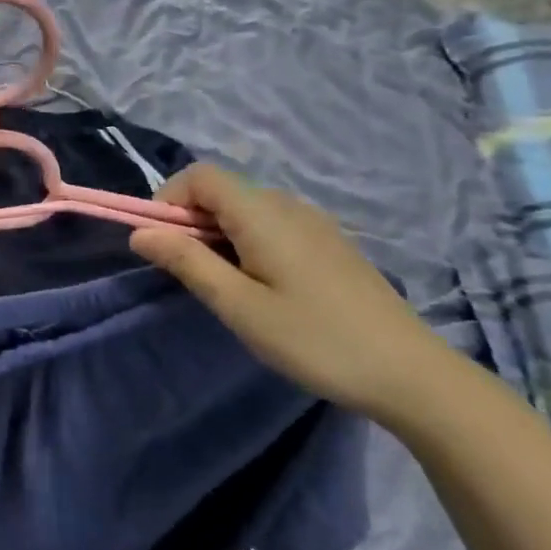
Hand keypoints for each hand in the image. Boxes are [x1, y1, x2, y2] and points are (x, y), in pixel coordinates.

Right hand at [130, 164, 456, 421]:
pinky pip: (272, 224)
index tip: (162, 243)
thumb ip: (187, 262)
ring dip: (218, 233)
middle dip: (190, 220)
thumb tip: (140, 233)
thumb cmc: (314, 339)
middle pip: (222, 190)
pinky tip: (264, 286)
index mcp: (263, 214)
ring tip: (226, 285)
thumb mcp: (239, 306)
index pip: (200, 175)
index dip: (169, 198)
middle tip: (191, 273)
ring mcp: (314, 222)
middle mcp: (288, 205)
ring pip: (246, 208)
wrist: (410, 374)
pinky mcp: (330, 243)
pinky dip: (247, 241)